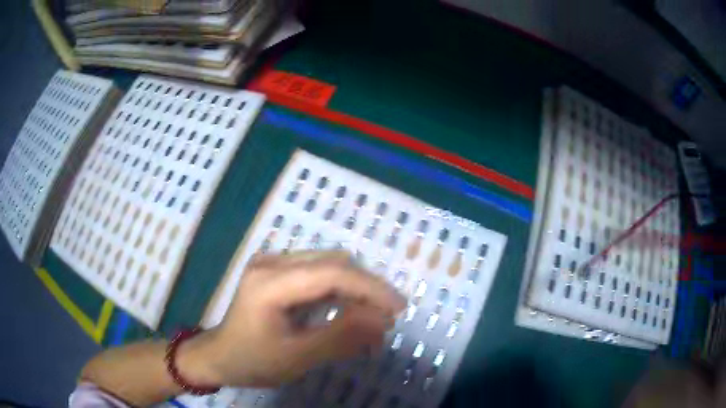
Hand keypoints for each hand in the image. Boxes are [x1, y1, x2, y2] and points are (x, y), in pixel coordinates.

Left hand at [181, 251, 405, 387]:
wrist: (221, 356)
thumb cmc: (253, 361)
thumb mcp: (298, 357)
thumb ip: (341, 338)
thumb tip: (383, 321)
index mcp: (269, 281)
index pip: (331, 273)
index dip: (371, 288)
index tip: (398, 309)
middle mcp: (272, 262)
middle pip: (334, 263)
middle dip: (367, 290)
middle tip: (386, 320)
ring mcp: (274, 263)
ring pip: (330, 266)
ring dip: (356, 291)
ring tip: (372, 322)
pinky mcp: (279, 272)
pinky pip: (320, 275)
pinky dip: (341, 294)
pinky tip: (351, 315)